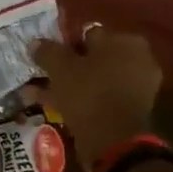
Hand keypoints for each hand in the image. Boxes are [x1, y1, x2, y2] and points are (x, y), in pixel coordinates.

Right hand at [31, 25, 161, 165]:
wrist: (113, 137)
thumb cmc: (88, 92)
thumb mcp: (59, 67)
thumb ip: (47, 51)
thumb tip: (35, 42)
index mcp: (124, 41)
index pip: (88, 33)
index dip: (63, 44)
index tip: (45, 56)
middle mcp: (137, 58)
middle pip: (92, 58)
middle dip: (66, 66)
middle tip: (41, 75)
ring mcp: (136, 84)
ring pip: (93, 79)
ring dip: (67, 84)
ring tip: (37, 93)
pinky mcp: (129, 107)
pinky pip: (99, 96)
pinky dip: (79, 98)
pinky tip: (53, 105)